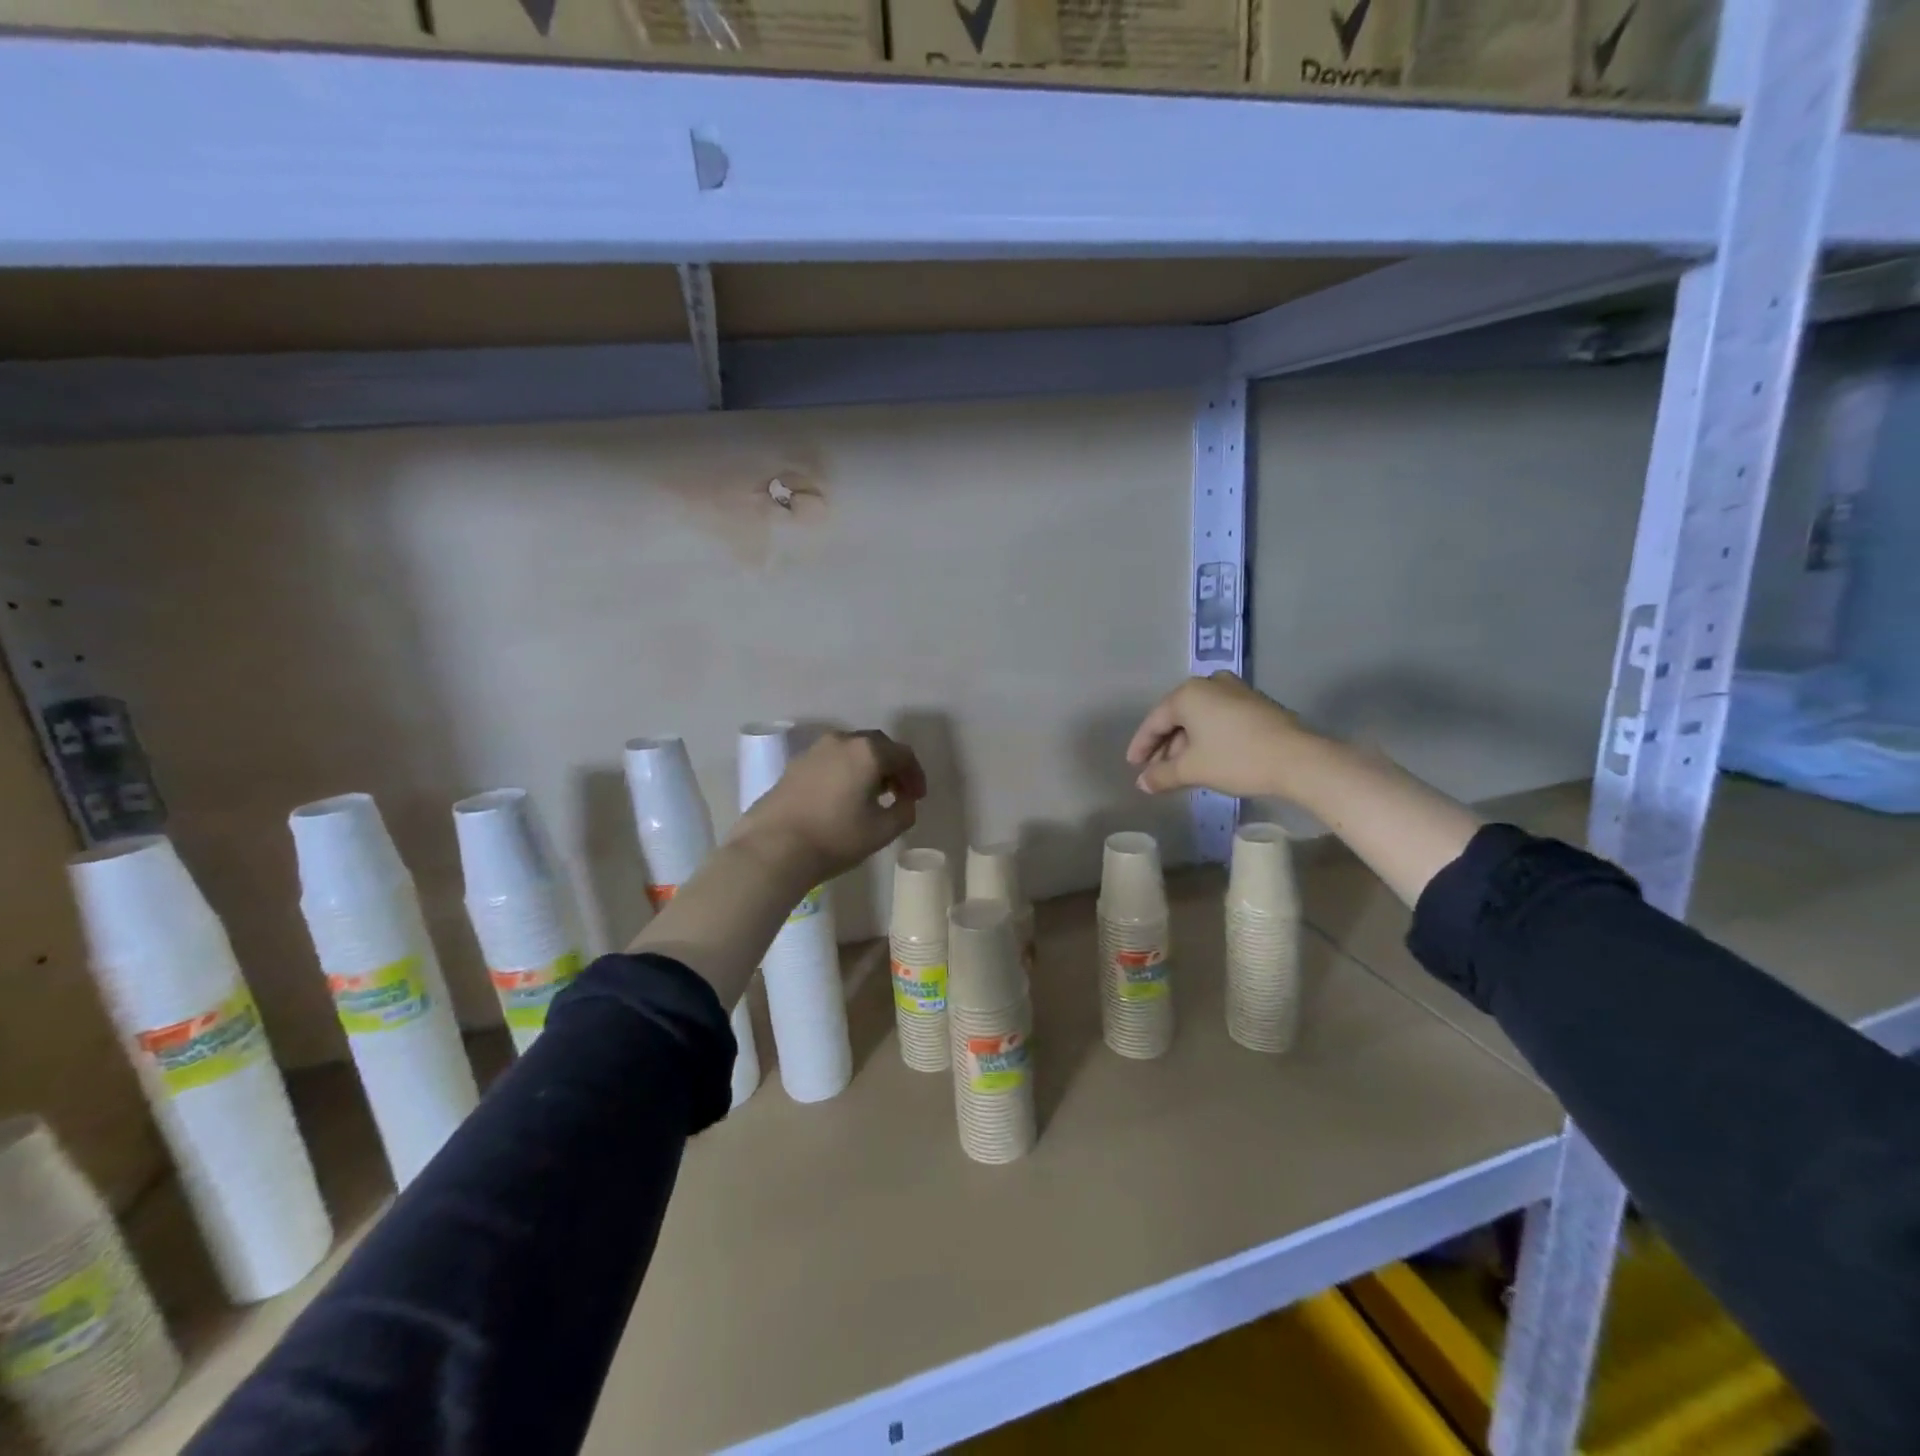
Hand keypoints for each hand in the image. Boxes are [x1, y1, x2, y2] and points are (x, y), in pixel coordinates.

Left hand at [731, 730, 926, 884]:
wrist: (773, 848)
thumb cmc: (835, 837)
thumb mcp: (882, 831)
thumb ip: (904, 812)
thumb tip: (905, 802)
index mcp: (868, 751)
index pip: (903, 754)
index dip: (916, 776)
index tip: (918, 798)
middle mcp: (842, 741)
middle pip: (877, 746)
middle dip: (892, 768)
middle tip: (899, 793)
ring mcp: (814, 750)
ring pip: (851, 751)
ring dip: (867, 768)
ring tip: (870, 796)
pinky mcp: (795, 765)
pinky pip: (830, 761)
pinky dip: (845, 772)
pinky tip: (842, 798)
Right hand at [1126, 672, 1316, 798]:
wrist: (1298, 759)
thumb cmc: (1236, 758)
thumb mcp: (1193, 770)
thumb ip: (1161, 775)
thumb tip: (1142, 783)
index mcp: (1188, 694)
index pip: (1154, 721)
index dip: (1141, 746)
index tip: (1133, 766)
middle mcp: (1209, 683)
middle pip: (1177, 717)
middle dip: (1165, 746)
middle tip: (1156, 771)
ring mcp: (1235, 690)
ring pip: (1199, 718)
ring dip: (1186, 743)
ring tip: (1181, 769)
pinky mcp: (1255, 703)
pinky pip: (1218, 717)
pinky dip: (1207, 737)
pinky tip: (1206, 757)